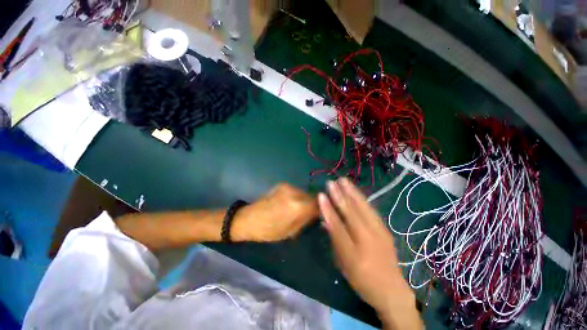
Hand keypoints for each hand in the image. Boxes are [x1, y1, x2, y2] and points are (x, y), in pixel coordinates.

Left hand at [232, 183, 319, 241]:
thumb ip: (307, 220)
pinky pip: (296, 191)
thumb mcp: (291, 231)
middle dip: (313, 205)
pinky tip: (291, 204)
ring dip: (305, 200)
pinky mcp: (282, 184)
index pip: (318, 204)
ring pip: (304, 193)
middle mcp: (295, 192)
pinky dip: (297, 197)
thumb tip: (319, 215)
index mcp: (298, 206)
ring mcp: (288, 186)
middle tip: (311, 214)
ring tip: (299, 209)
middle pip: (312, 196)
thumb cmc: (269, 230)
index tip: (321, 215)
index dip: (322, 209)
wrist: (249, 219)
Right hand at [318, 178, 421, 329]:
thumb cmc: (361, 280)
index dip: (328, 210)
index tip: (321, 195)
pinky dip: (361, 199)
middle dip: (340, 196)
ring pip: (364, 208)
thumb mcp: (342, 264)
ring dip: (352, 192)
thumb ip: (334, 239)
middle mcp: (368, 241)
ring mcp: (380, 234)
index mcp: (354, 255)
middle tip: (331, 182)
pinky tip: (355, 191)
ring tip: (344, 181)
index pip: (338, 227)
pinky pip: (371, 210)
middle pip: (352, 214)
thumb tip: (325, 219)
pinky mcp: (386, 229)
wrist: (391, 290)